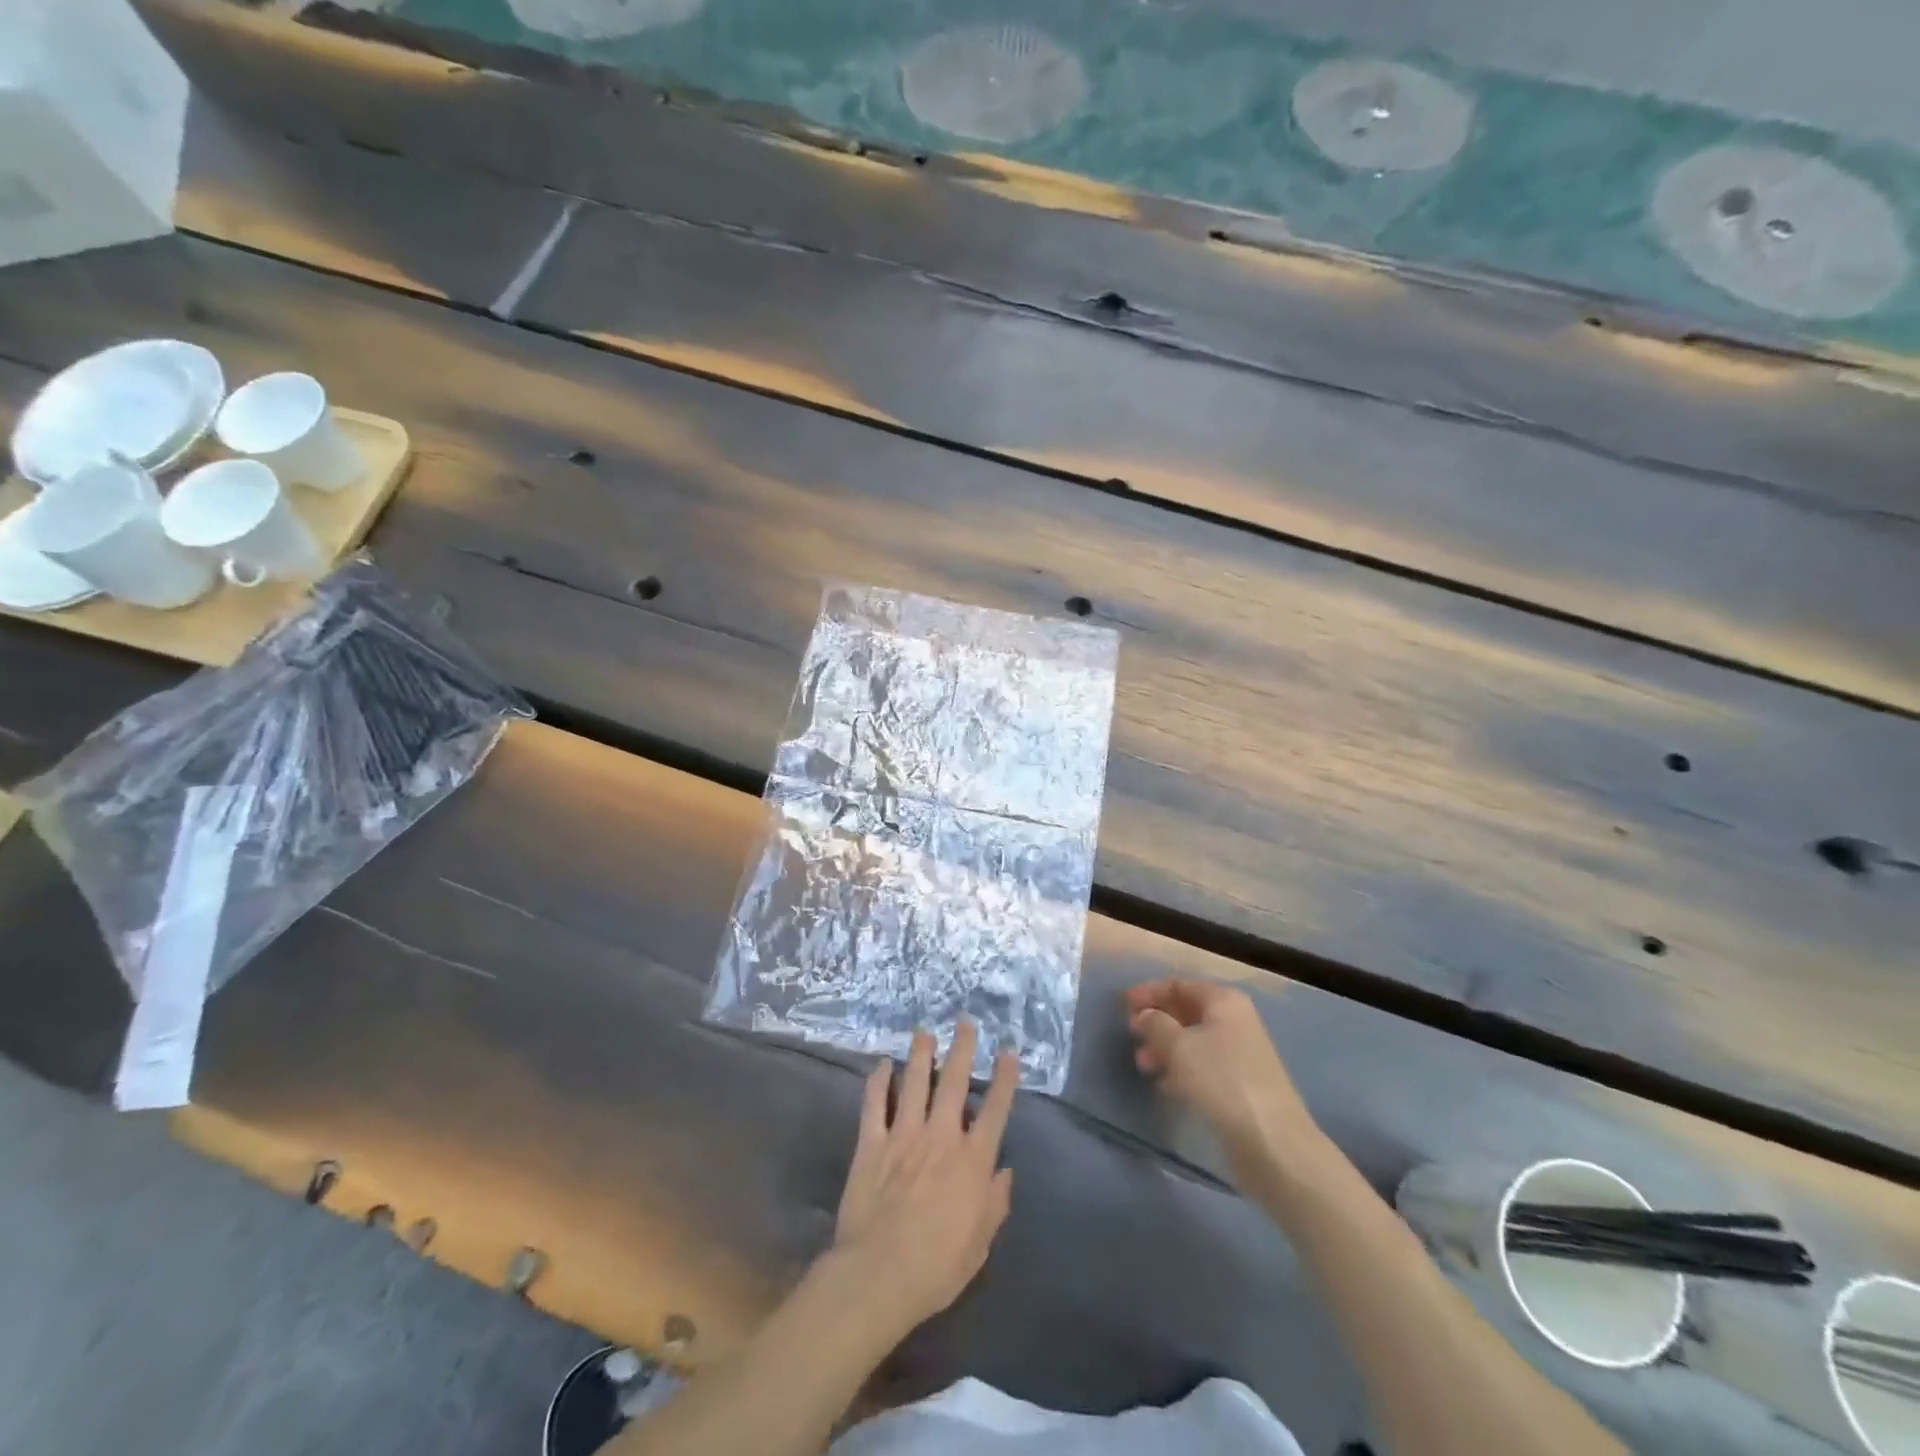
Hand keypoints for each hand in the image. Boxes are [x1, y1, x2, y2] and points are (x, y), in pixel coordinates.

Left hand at [831, 1021, 1017, 1336]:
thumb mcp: (980, 1243)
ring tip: (924, 1032)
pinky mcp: (871, 1144)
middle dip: (962, 1049)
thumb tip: (1005, 1172)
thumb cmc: (936, 1266)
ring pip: (914, 1083)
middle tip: (964, 1022)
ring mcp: (903, 1135)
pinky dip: (878, 1082)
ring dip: (920, 1054)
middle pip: (954, 1082)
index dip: (1005, 1078)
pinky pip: (874, 1104)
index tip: (1009, 1052)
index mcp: (972, 1161)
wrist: (878, 1274)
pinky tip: (882, 1064)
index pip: (995, 1110)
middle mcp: (941, 1137)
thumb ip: (995, 1203)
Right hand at [1126, 978, 1327, 1171]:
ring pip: (1193, 1040)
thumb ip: (1155, 1024)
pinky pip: (1203, 1065)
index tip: (1122, 1006)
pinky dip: (1181, 1069)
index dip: (1149, 992)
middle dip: (1156, 1021)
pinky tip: (1165, 1085)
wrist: (1271, 1141)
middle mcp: (1235, 1020)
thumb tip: (1145, 1015)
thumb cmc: (1221, 1081)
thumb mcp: (1179, 1047)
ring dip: (1165, 1047)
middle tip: (1131, 1035)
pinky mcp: (1240, 1084)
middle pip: (1186, 1010)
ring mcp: (1240, 1053)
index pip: (1179, 985)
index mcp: (1223, 1001)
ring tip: (1143, 1064)